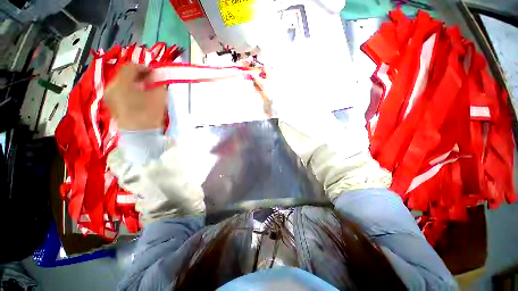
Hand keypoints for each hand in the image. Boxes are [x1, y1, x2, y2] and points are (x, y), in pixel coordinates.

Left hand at [105, 64, 166, 129]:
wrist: (140, 135)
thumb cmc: (149, 115)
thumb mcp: (158, 97)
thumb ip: (158, 83)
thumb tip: (157, 76)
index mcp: (120, 84)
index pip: (131, 67)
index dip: (144, 67)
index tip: (155, 72)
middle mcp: (111, 87)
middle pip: (125, 74)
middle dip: (139, 75)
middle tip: (152, 79)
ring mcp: (110, 96)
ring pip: (123, 82)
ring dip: (135, 82)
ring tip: (147, 87)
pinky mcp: (112, 103)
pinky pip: (121, 90)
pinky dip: (131, 89)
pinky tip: (140, 94)